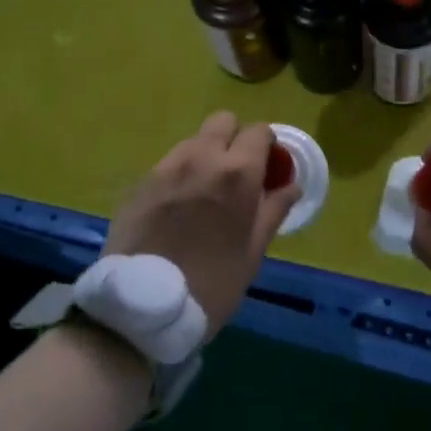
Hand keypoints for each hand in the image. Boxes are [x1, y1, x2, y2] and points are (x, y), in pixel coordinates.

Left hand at [104, 112, 299, 333]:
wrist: (142, 308)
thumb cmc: (211, 285)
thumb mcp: (252, 253)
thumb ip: (273, 211)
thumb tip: (291, 185)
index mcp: (237, 173)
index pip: (259, 131)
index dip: (267, 147)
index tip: (267, 169)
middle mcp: (201, 157)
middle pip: (222, 121)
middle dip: (234, 139)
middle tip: (235, 173)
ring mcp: (165, 167)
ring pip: (193, 141)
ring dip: (205, 155)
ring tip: (203, 192)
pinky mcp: (139, 182)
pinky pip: (167, 164)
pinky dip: (179, 175)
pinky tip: (176, 208)